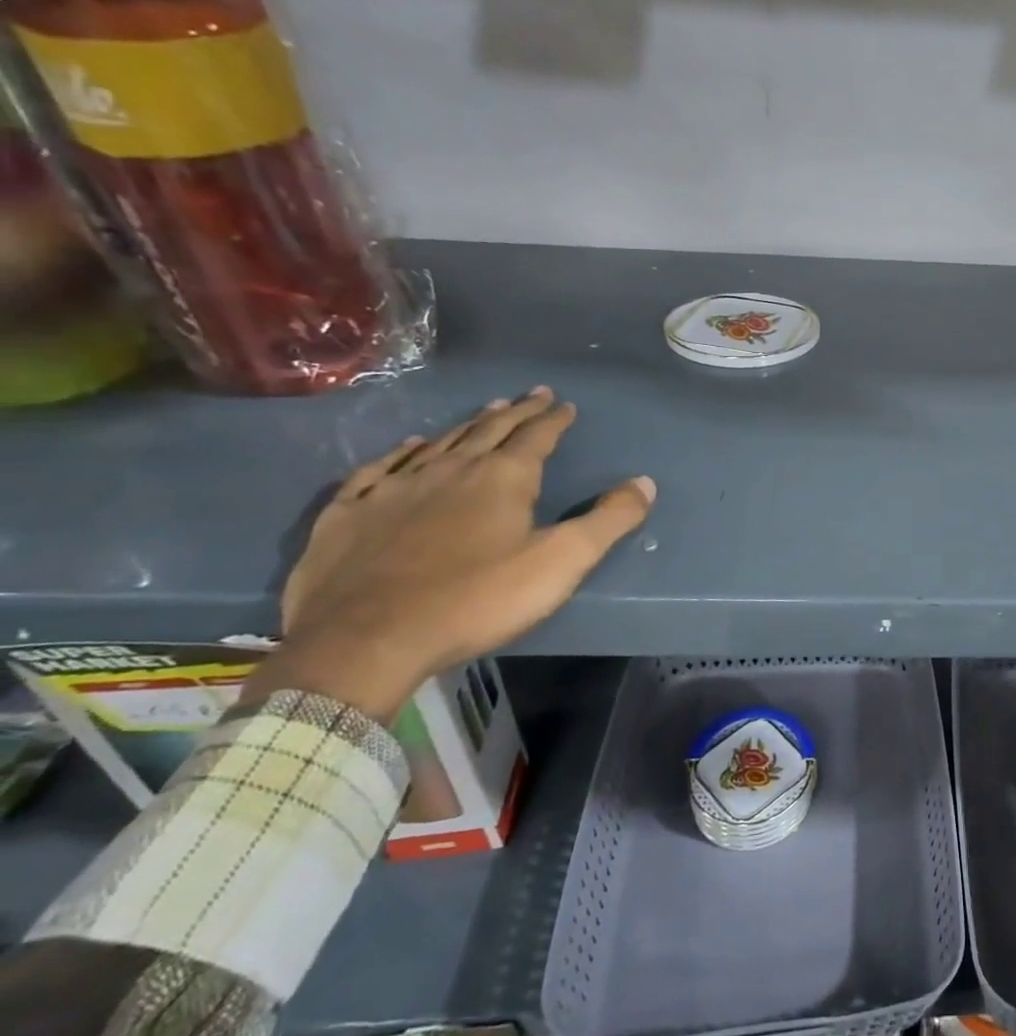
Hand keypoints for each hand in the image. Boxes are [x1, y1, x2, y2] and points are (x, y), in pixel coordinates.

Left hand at [253, 387, 655, 721]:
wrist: (367, 640)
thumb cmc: (477, 600)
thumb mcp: (561, 563)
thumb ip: (608, 520)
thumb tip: (644, 482)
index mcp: (502, 479)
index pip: (535, 437)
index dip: (553, 419)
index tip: (565, 404)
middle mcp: (450, 470)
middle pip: (489, 431)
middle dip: (516, 412)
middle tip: (532, 395)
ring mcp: (395, 489)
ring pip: (439, 444)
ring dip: (467, 426)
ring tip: (486, 412)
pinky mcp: (350, 513)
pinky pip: (379, 469)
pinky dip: (399, 453)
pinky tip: (407, 447)